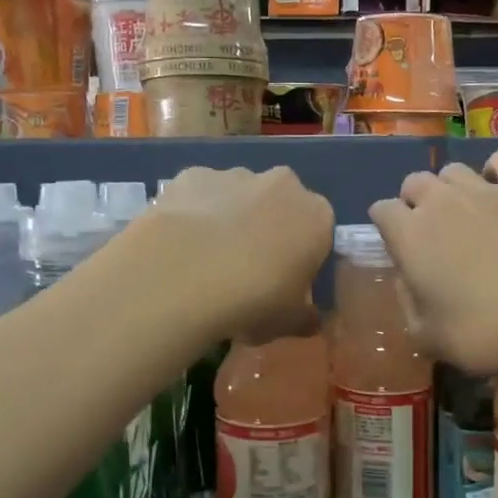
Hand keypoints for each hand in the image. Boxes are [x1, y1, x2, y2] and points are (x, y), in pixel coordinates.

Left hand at [149, 165, 333, 341]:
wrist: (183, 276)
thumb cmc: (252, 300)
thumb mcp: (288, 322)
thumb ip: (305, 317)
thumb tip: (310, 319)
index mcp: (317, 216)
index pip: (318, 233)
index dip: (301, 257)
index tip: (284, 282)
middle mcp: (282, 185)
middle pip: (279, 205)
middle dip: (267, 229)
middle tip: (245, 269)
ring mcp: (235, 175)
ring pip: (239, 195)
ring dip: (230, 218)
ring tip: (205, 259)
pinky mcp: (192, 175)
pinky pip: (199, 194)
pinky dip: (193, 212)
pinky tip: (179, 243)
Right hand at [369, 150, 497, 373]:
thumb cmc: (484, 328)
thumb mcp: (429, 337)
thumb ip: (408, 305)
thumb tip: (407, 282)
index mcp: (409, 235)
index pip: (381, 211)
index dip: (386, 226)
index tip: (399, 248)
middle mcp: (440, 201)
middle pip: (414, 182)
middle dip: (415, 201)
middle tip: (432, 232)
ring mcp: (484, 189)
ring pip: (453, 170)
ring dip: (451, 188)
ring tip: (466, 212)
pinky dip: (496, 171)